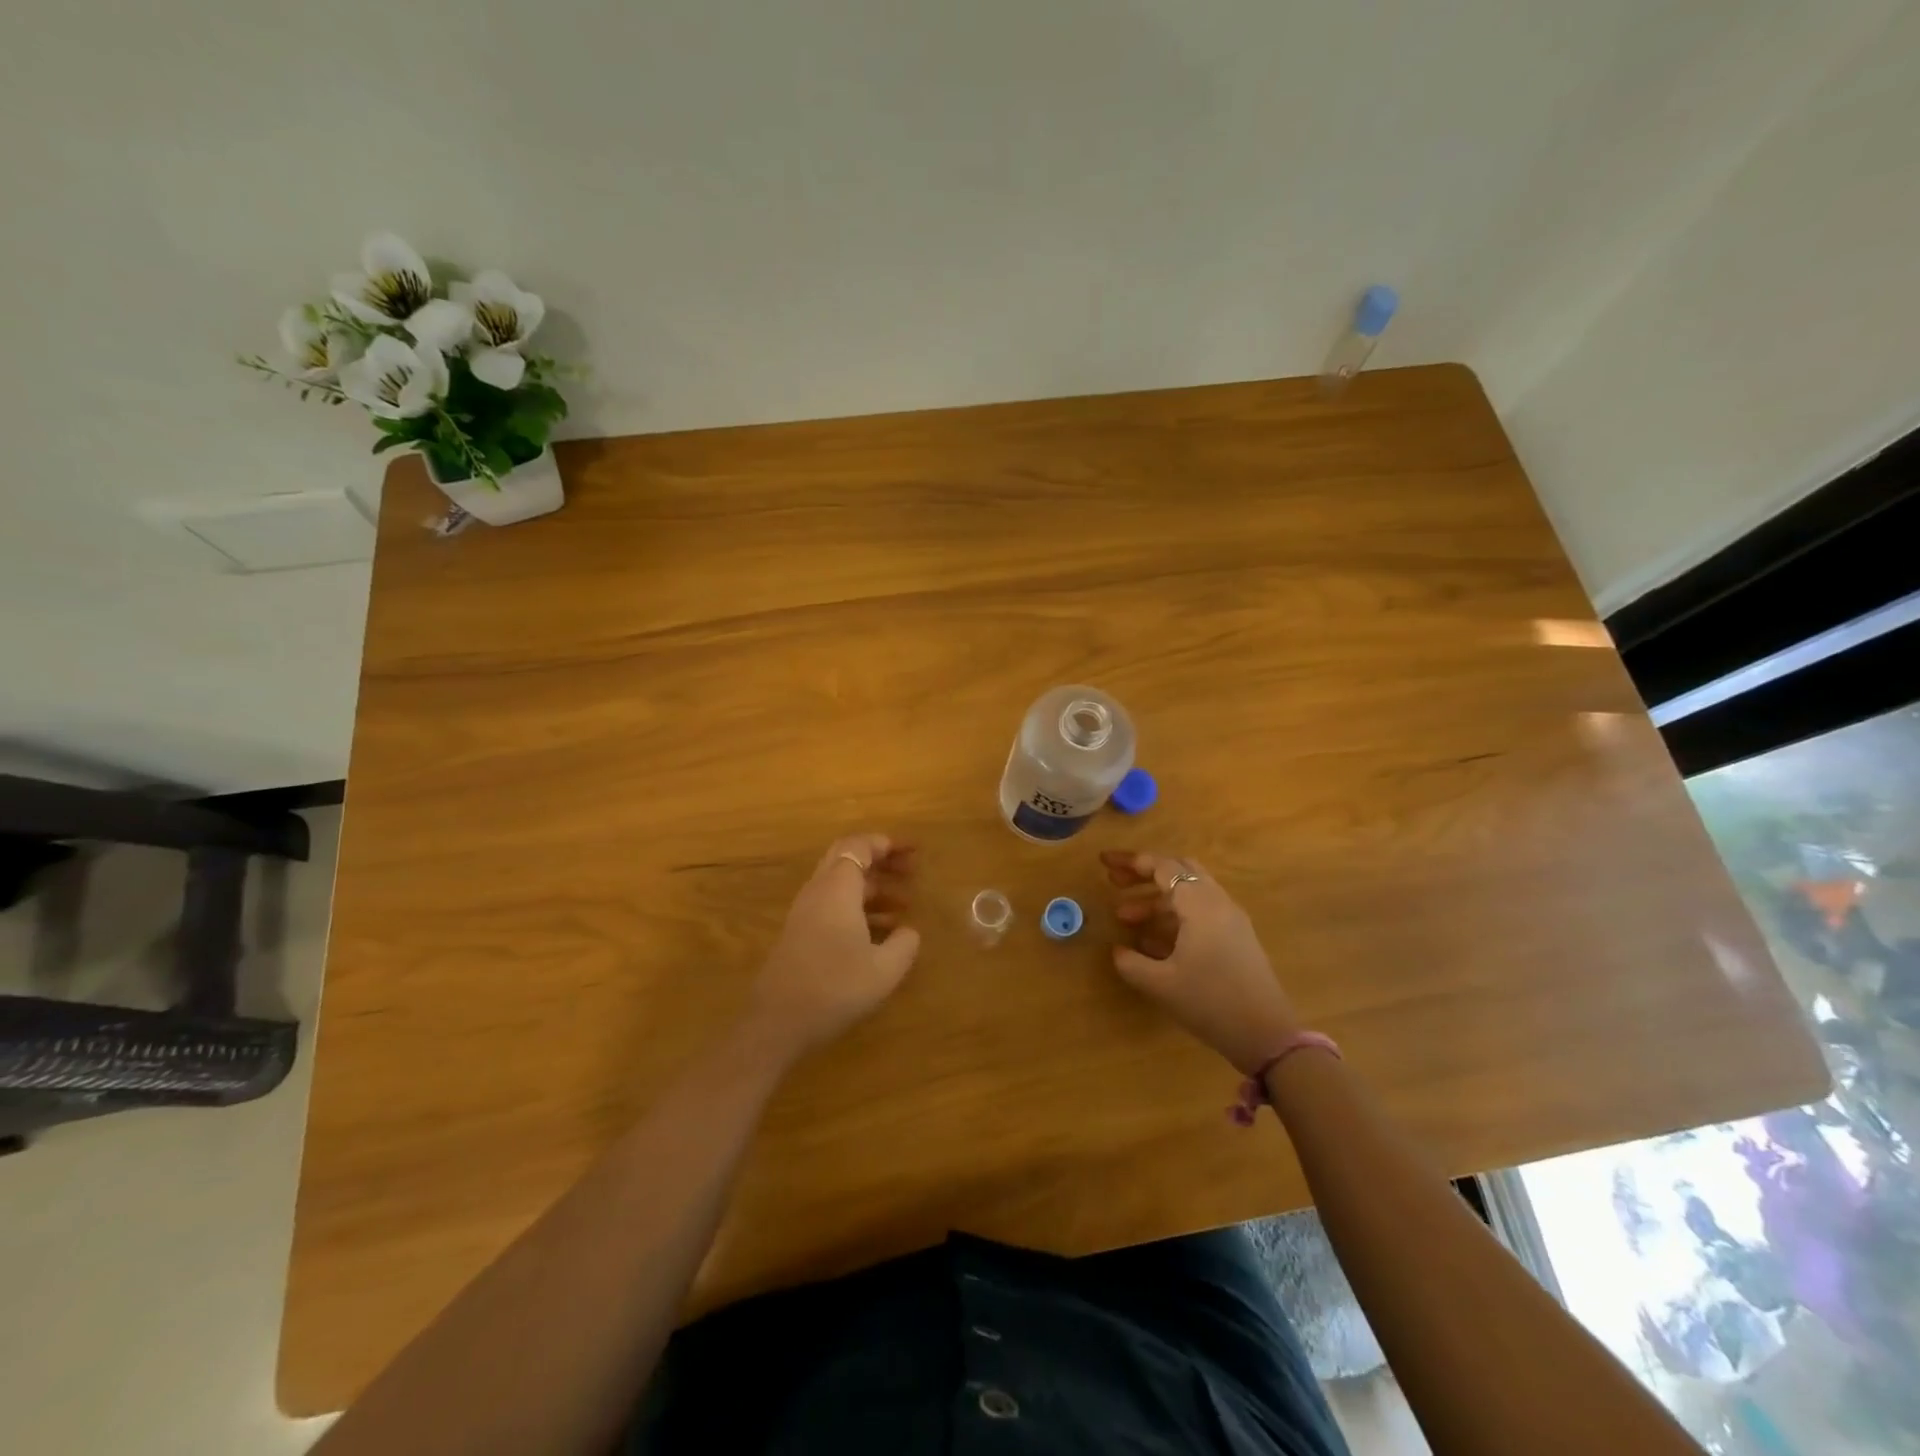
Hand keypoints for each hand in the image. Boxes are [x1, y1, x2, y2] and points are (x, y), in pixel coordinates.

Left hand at [748, 834, 920, 1060]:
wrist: (777, 1022)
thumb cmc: (835, 988)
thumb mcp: (884, 970)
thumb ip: (904, 944)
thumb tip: (909, 931)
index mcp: (837, 889)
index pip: (860, 846)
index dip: (888, 844)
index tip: (914, 852)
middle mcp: (818, 892)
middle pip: (848, 858)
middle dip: (881, 860)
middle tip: (911, 871)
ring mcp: (806, 912)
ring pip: (842, 884)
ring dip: (873, 887)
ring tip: (905, 906)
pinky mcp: (801, 933)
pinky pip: (834, 905)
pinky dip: (860, 907)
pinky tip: (882, 933)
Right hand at [1102, 849, 1299, 1074]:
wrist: (1267, 1036)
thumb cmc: (1210, 1002)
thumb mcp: (1161, 984)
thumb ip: (1131, 962)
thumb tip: (1117, 950)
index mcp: (1200, 904)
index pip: (1163, 867)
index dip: (1131, 862)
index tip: (1104, 863)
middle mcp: (1218, 903)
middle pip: (1179, 870)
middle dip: (1144, 873)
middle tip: (1115, 882)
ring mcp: (1231, 920)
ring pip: (1189, 893)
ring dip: (1156, 899)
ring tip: (1124, 918)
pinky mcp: (1236, 939)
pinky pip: (1200, 913)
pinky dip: (1173, 916)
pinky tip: (1151, 940)